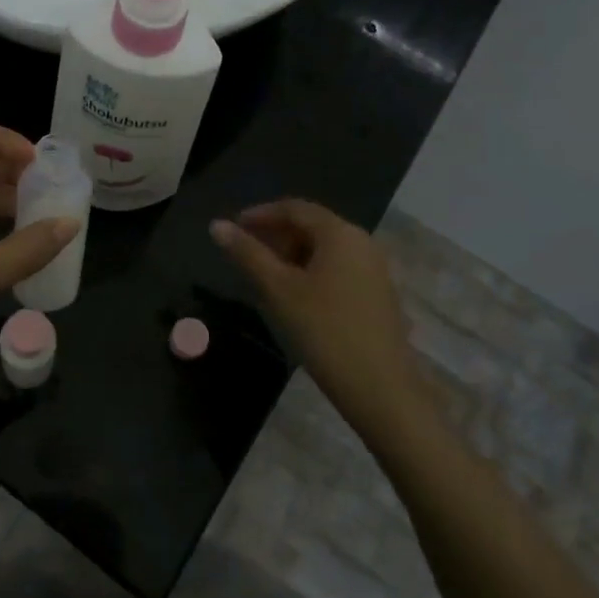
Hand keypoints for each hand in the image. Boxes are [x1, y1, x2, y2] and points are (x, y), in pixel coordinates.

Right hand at [210, 200, 418, 415]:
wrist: (381, 389)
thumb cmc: (324, 331)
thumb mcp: (278, 290)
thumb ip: (247, 254)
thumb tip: (217, 225)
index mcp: (340, 233)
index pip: (294, 208)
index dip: (260, 214)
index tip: (233, 228)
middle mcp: (362, 242)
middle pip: (311, 226)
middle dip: (276, 235)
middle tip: (245, 253)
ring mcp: (374, 269)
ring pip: (325, 249)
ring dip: (292, 254)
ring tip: (265, 276)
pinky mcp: (378, 294)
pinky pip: (338, 268)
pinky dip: (311, 271)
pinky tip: (295, 295)